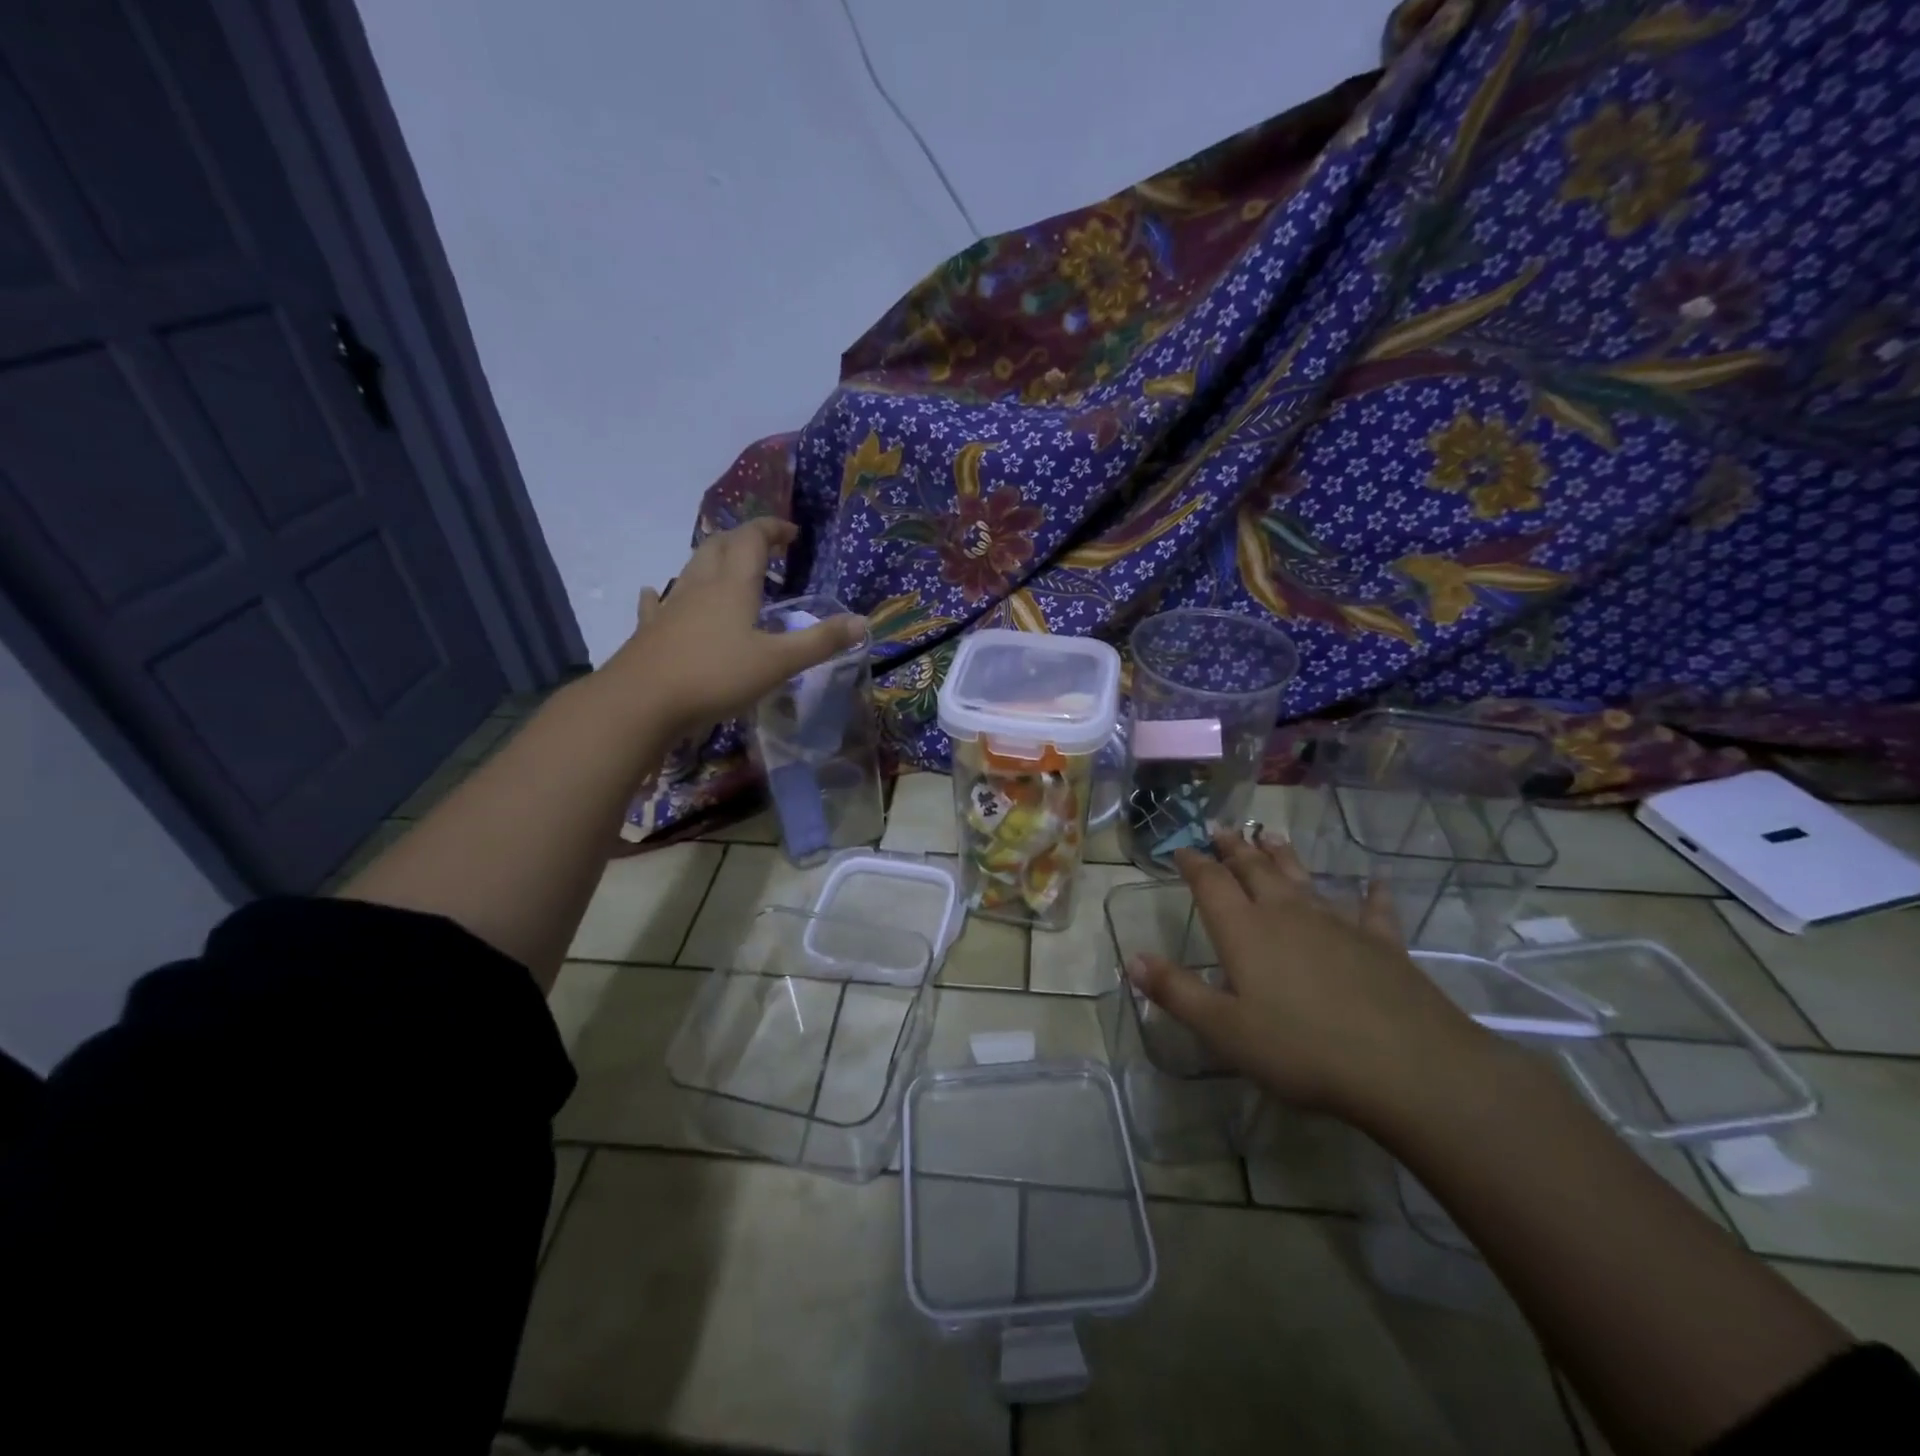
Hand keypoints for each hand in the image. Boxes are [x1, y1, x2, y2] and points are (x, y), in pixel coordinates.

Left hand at [605, 518, 865, 733]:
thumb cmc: (715, 677)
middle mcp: (700, 587)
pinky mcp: (650, 632)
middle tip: (764, 547)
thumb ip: (820, 642)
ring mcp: (671, 608)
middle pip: (718, 545)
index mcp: (733, 586)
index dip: (772, 529)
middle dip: (742, 539)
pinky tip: (656, 594)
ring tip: (727, 569)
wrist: (641, 702)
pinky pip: (657, 603)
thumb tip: (862, 622)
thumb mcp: (778, 662)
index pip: (752, 540)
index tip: (792, 533)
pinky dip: (662, 594)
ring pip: (690, 569)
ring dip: (711, 560)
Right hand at [1125, 833, 1498, 1129]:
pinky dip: (1371, 894)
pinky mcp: (1382, 943)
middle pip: (1255, 870)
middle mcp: (1287, 914)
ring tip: (1271, 835)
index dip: (1193, 863)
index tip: (1181, 848)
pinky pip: (1373, 910)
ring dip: (1284, 856)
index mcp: (1245, 931)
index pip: (1211, 883)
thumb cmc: (1301, 1049)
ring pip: (1303, 878)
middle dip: (1234, 848)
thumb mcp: (1224, 1029)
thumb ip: (1177, 992)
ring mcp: (1338, 924)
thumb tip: (1134, 959)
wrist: (1407, 1066)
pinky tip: (1375, 882)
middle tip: (1222, 828)